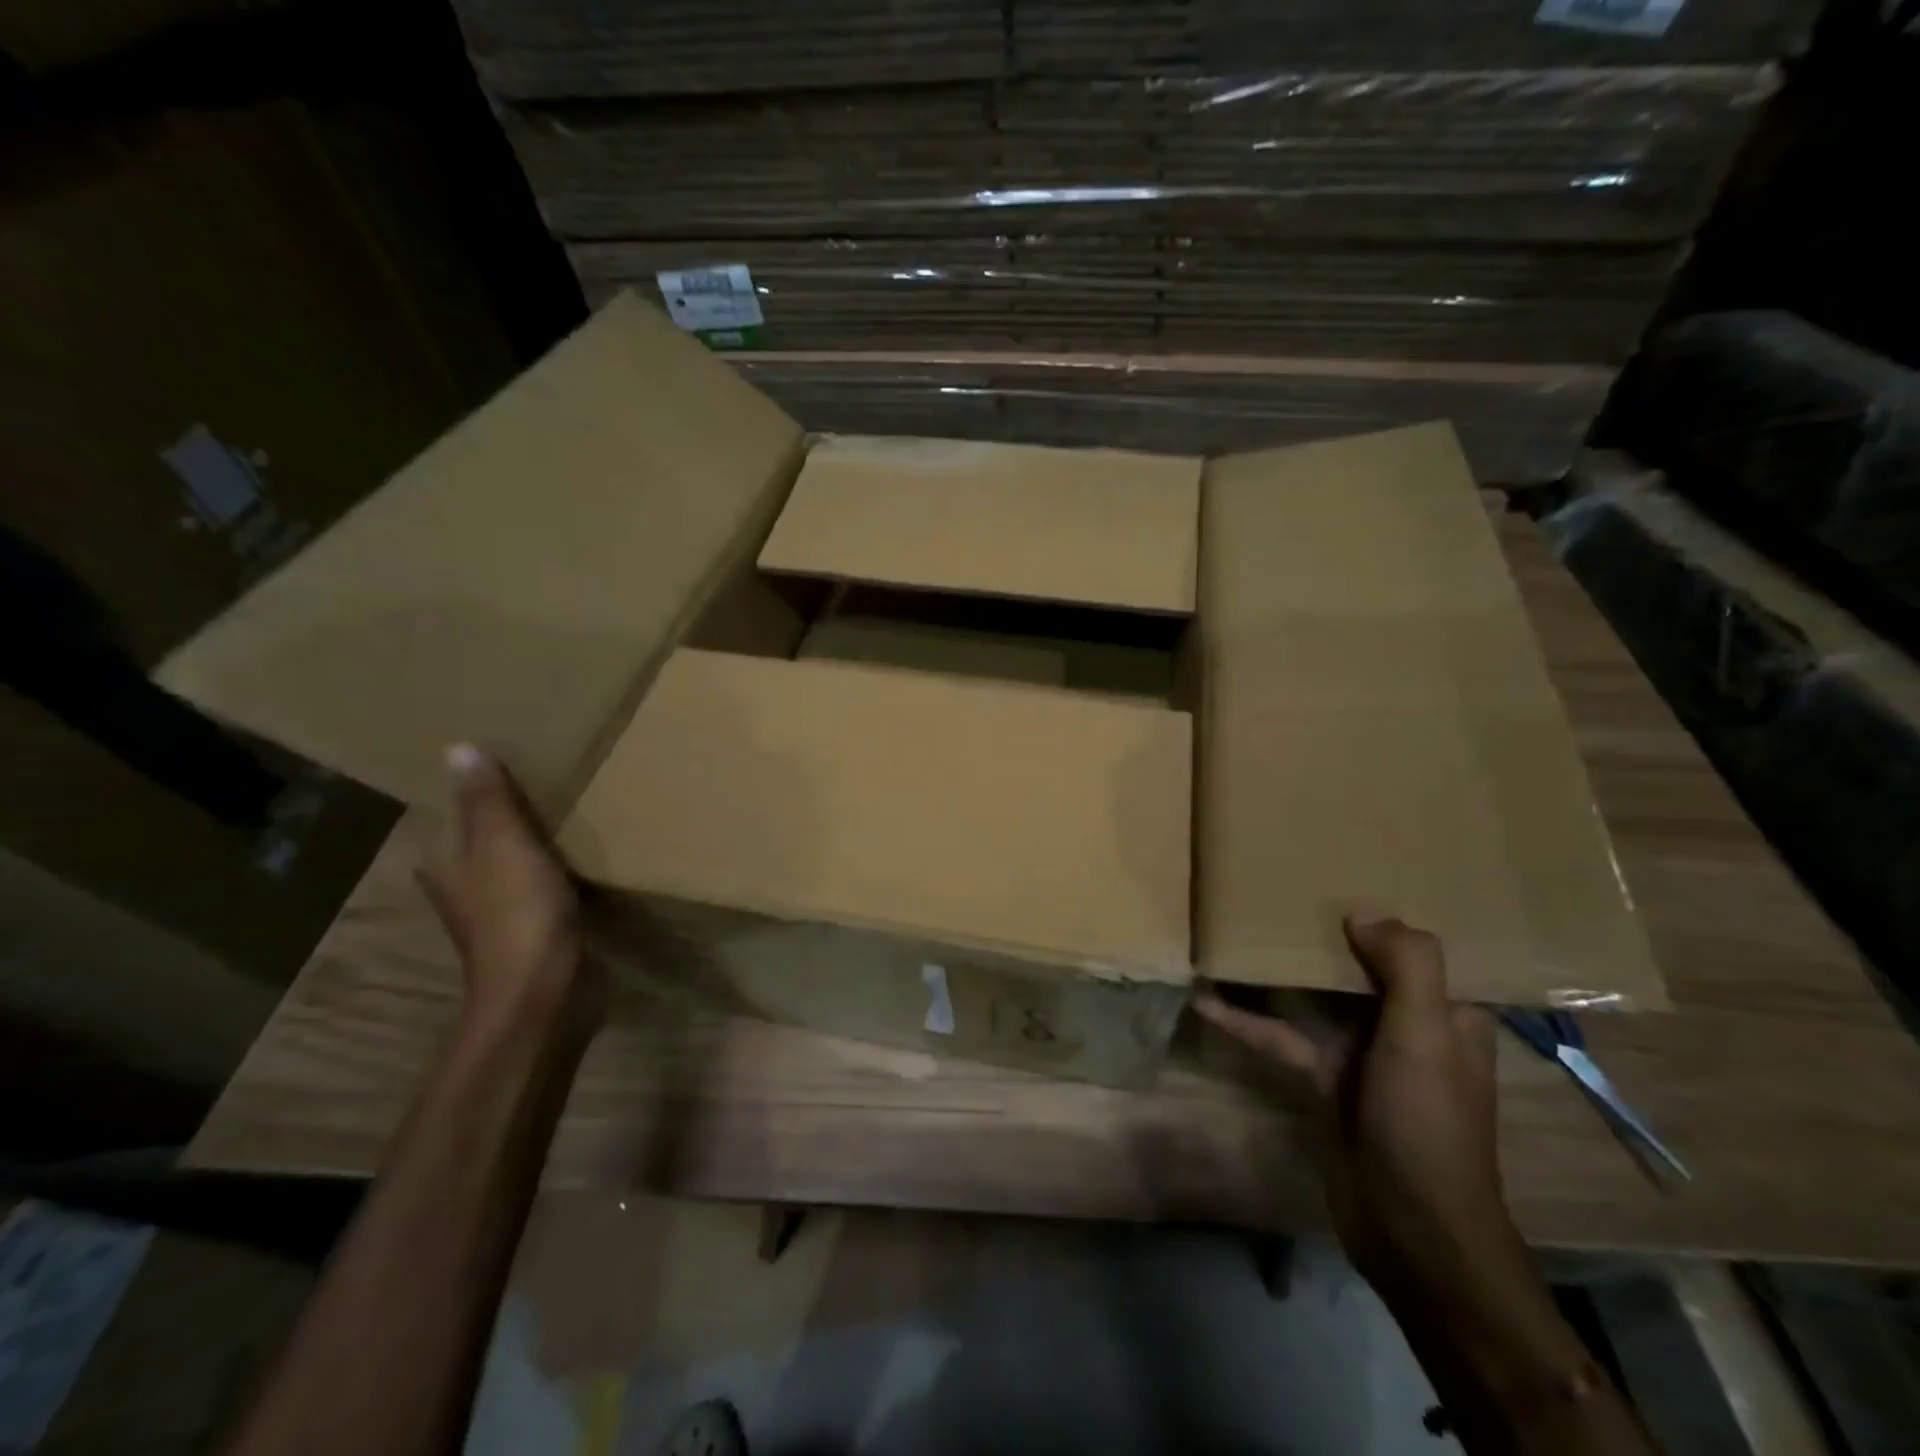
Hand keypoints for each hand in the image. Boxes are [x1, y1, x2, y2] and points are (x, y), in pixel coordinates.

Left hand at [419, 745, 601, 1038]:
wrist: (542, 989)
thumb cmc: (517, 911)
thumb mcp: (504, 845)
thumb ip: (486, 800)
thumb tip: (458, 748)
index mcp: (442, 860)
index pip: (451, 809)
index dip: (474, 784)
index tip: (509, 756)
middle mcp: (459, 881)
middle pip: (482, 831)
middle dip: (507, 807)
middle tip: (546, 772)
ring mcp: (494, 905)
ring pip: (511, 855)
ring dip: (533, 835)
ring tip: (568, 802)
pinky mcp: (528, 922)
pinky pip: (537, 877)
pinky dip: (552, 862)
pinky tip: (578, 849)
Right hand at [1197, 916, 1521, 1297]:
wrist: (1411, 1228)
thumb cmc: (1426, 1121)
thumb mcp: (1425, 1035)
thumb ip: (1406, 966)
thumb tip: (1361, 912)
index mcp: (1447, 1013)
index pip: (1421, 950)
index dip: (1391, 915)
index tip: (1347, 876)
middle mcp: (1407, 1026)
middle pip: (1361, 966)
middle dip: (1325, 934)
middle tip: (1279, 892)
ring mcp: (1362, 1054)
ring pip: (1316, 998)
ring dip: (1279, 974)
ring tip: (1235, 934)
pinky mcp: (1323, 1079)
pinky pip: (1281, 1037)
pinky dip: (1246, 1022)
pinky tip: (1206, 1002)